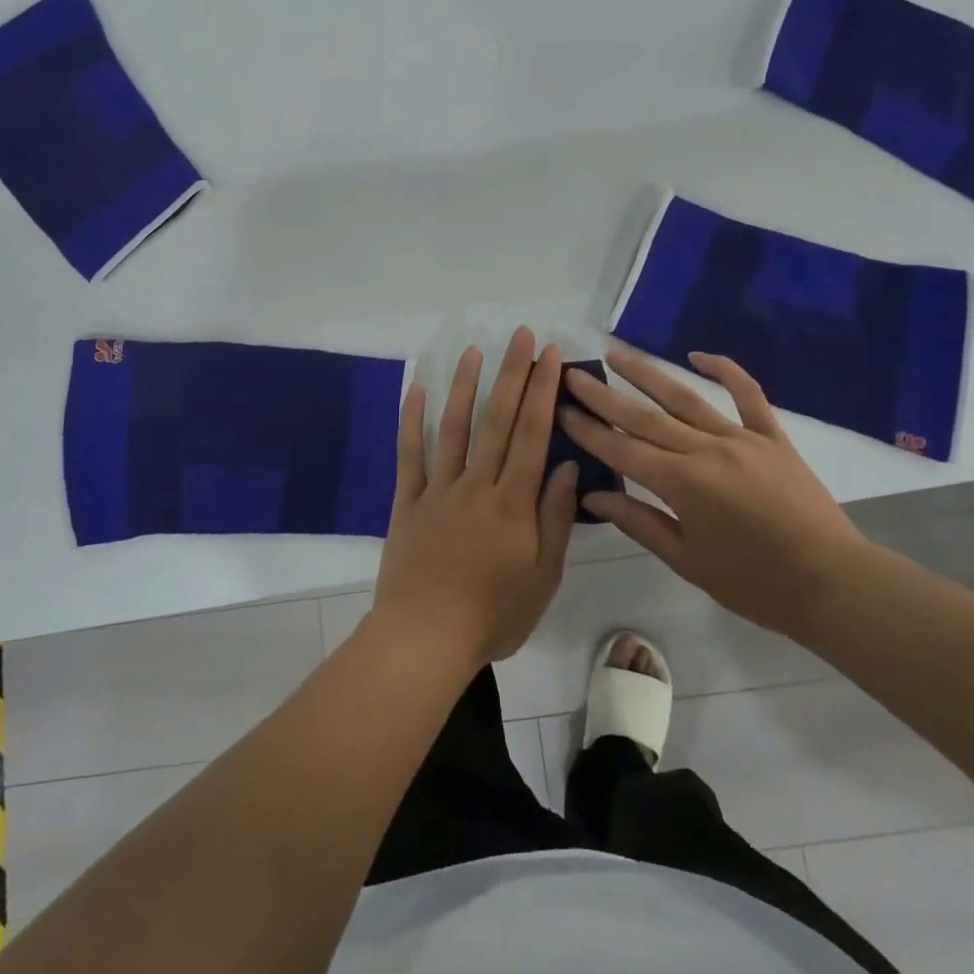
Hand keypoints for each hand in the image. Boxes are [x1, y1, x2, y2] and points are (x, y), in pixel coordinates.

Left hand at [372, 328, 579, 665]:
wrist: (425, 639)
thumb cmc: (493, 614)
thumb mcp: (543, 576)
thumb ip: (555, 517)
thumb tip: (565, 464)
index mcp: (513, 502)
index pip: (532, 433)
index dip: (542, 390)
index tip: (550, 355)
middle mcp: (477, 484)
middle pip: (497, 419)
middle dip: (512, 373)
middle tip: (521, 335)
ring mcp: (439, 489)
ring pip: (454, 427)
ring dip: (464, 385)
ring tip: (474, 350)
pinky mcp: (408, 500)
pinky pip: (410, 453)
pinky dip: (412, 419)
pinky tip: (416, 388)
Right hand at [561, 348, 869, 641]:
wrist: (832, 583)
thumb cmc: (755, 583)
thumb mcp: (688, 561)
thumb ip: (639, 522)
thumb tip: (594, 494)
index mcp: (683, 484)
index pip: (622, 450)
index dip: (588, 430)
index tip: (560, 409)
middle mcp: (706, 450)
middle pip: (645, 417)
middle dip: (604, 396)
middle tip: (574, 374)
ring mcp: (741, 438)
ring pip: (685, 397)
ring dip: (647, 373)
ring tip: (617, 353)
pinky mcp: (772, 436)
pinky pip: (747, 394)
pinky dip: (724, 370)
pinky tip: (697, 355)